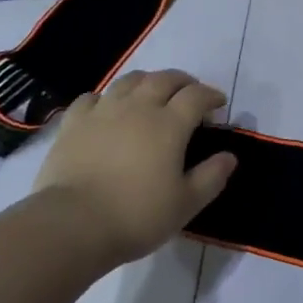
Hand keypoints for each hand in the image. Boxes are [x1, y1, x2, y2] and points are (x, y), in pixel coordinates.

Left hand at [32, 70, 235, 264]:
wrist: (73, 223)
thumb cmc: (137, 215)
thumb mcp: (186, 204)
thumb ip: (211, 177)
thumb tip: (230, 156)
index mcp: (169, 124)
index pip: (196, 96)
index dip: (210, 95)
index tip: (218, 103)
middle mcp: (138, 107)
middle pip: (164, 79)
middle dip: (183, 81)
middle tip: (190, 93)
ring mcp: (103, 110)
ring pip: (130, 80)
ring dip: (148, 81)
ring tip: (152, 93)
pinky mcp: (74, 122)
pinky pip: (93, 97)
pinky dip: (107, 97)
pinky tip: (108, 108)